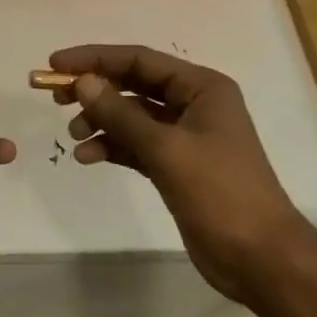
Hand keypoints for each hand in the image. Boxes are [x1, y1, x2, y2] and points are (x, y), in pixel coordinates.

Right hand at [51, 45, 308, 302]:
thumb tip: (82, 81)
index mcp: (202, 87)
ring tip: (73, 136)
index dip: (96, 58)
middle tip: (56, 97)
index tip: (57, 64)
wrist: (261, 259)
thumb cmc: (220, 193)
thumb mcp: (167, 149)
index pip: (140, 59)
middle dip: (95, 88)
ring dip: (101, 121)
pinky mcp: (177, 166)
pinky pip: (136, 144)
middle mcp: (194, 103)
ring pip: (133, 116)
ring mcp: (186, 136)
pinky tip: (87, 156)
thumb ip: (121, 114)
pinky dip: (112, 146)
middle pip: (134, 84)